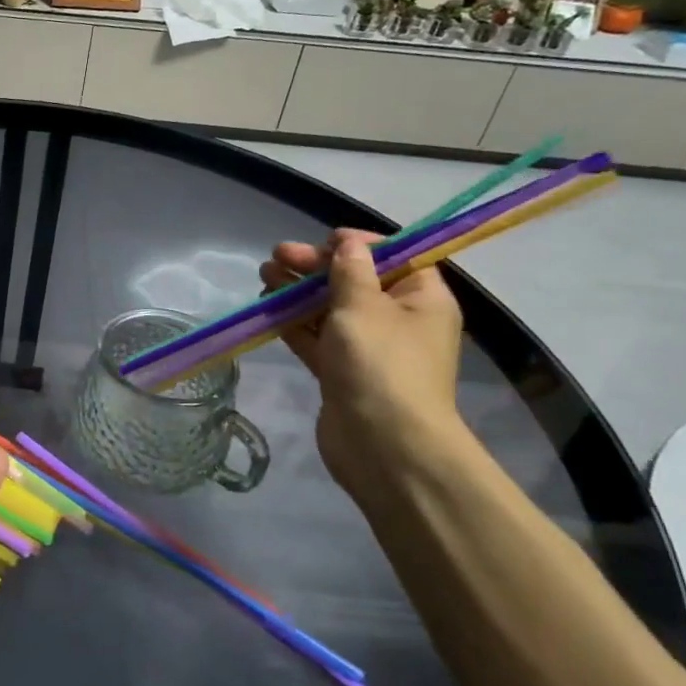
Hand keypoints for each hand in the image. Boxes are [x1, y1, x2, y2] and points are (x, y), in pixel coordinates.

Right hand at [261, 229, 465, 495]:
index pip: (394, 256)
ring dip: (298, 291)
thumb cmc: (380, 363)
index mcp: (421, 299)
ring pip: (330, 308)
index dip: (358, 244)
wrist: (383, 445)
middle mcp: (398, 320)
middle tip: (277, 255)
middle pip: (355, 281)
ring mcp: (368, 348)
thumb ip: (349, 270)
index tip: (323, 241)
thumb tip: (348, 244)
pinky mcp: (341, 371)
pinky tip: (267, 307)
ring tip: (264, 275)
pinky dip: (294, 321)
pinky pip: (316, 337)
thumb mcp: (363, 305)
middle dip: (315, 266)